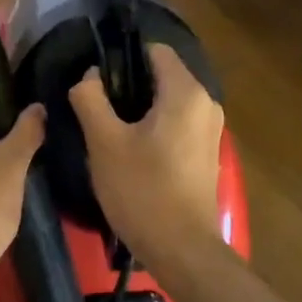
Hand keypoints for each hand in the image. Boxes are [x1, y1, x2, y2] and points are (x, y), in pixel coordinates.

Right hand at [69, 44, 225, 270]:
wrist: (182, 251)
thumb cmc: (142, 191)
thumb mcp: (104, 142)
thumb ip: (91, 98)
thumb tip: (90, 75)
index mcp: (186, 93)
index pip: (155, 50)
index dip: (123, 58)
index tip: (97, 81)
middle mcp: (206, 103)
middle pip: (162, 75)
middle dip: (129, 85)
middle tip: (98, 108)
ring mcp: (211, 129)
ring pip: (169, 100)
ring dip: (140, 108)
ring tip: (110, 130)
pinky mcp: (207, 152)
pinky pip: (177, 122)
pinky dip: (155, 126)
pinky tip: (133, 150)